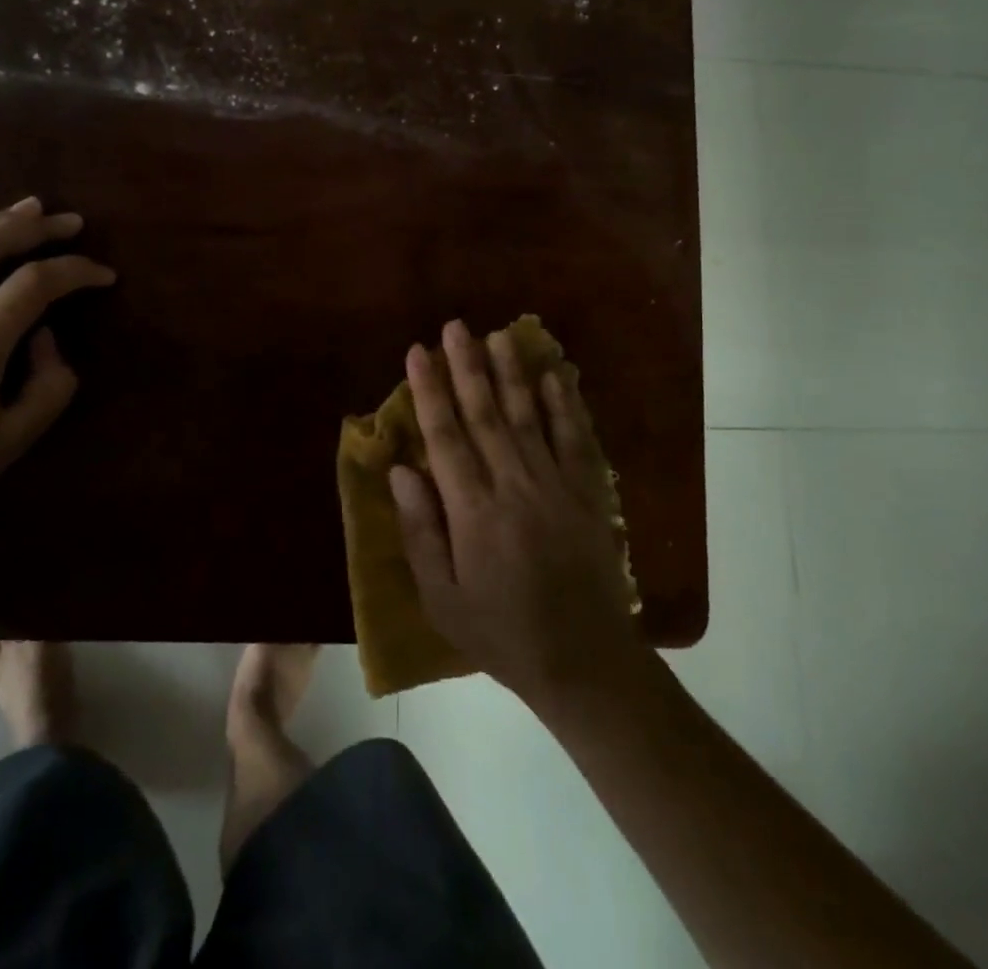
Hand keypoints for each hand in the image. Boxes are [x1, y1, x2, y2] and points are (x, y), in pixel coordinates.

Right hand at [390, 320, 642, 704]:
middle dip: (467, 367)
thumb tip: (400, 471)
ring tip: (498, 336)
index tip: (418, 352)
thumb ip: (421, 532)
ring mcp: (555, 486)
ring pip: (527, 417)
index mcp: (473, 512)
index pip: (445, 436)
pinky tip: (554, 376)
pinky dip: (564, 405)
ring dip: (511, 373)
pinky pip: (574, 440)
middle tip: (455, 326)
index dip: (429, 391)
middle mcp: (513, 486)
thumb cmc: (502, 634)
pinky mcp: (587, 494)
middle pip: (485, 414)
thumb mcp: (443, 599)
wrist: (585, 662)